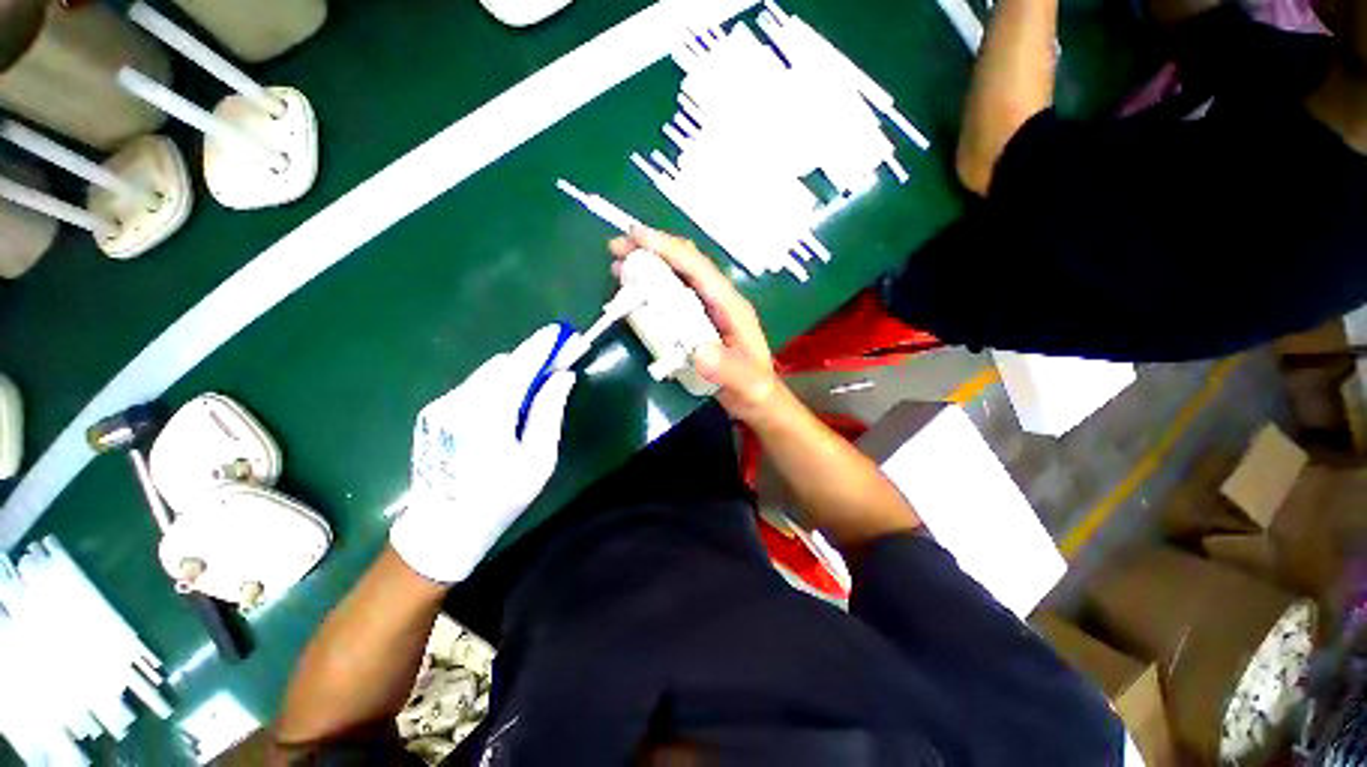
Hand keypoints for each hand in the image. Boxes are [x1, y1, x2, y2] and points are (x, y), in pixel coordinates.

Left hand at [390, 325, 576, 583]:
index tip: (561, 332)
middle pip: (502, 365)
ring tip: (535, 393)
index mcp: (487, 414)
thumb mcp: (538, 461)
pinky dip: (497, 387)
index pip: (519, 366)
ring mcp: (442, 406)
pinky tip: (507, 410)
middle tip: (556, 369)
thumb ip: (549, 412)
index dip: (542, 346)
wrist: (442, 529)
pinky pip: (474, 387)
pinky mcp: (434, 412)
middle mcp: (459, 401)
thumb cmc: (499, 499)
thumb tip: (562, 377)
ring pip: (487, 375)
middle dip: (531, 361)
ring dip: (515, 375)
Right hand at [610, 228, 779, 422]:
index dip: (669, 250)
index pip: (700, 270)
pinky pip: (671, 299)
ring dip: (648, 267)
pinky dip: (650, 290)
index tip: (636, 237)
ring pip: (676, 279)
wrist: (758, 401)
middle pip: (685, 266)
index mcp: (731, 307)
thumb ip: (728, 370)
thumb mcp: (747, 384)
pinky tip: (633, 293)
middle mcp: (718, 301)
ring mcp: (707, 311)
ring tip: (618, 266)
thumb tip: (700, 353)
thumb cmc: (755, 390)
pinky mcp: (696, 324)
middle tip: (616, 248)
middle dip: (652, 251)